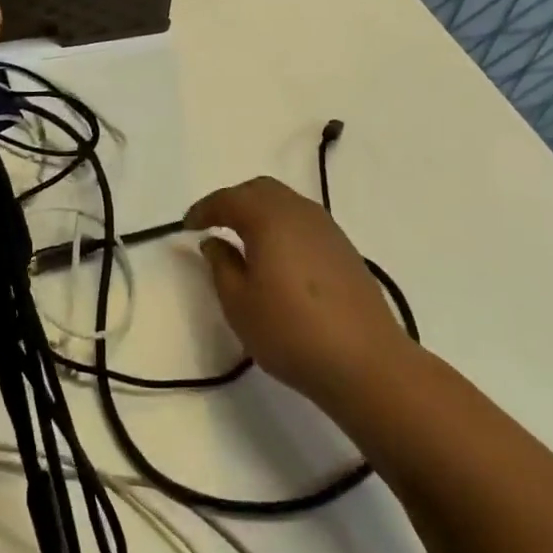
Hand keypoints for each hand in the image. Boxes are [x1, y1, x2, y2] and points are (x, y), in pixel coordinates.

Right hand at [185, 176, 410, 411]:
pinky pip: (303, 222)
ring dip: (259, 212)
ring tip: (242, 239)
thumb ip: (221, 265)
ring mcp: (328, 229)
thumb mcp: (238, 303)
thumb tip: (215, 241)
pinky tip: (276, 256)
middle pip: (261, 190)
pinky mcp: (344, 249)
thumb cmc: (290, 332)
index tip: (187, 226)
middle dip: (233, 202)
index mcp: (269, 219)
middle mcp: (300, 213)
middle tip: (213, 224)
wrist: (365, 362)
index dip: (204, 209)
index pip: (229, 199)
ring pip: (285, 203)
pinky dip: (281, 226)